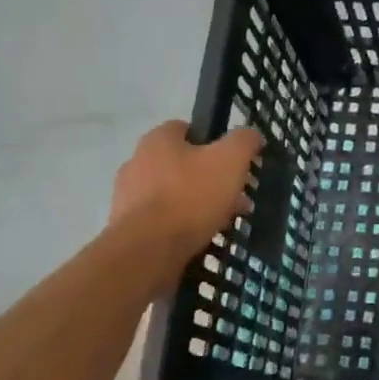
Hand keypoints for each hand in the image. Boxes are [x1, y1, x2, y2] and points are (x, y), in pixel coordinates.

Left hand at [109, 121, 263, 268]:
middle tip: (236, 198)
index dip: (213, 142)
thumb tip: (251, 134)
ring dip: (198, 204)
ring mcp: (128, 196)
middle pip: (182, 164)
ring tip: (223, 222)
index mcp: (158, 140)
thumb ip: (243, 141)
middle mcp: (137, 162)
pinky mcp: (127, 227)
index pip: (187, 129)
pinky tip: (199, 238)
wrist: (148, 250)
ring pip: (173, 193)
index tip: (233, 163)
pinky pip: (162, 220)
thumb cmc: (191, 197)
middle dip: (211, 179)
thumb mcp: (230, 161)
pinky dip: (181, 225)